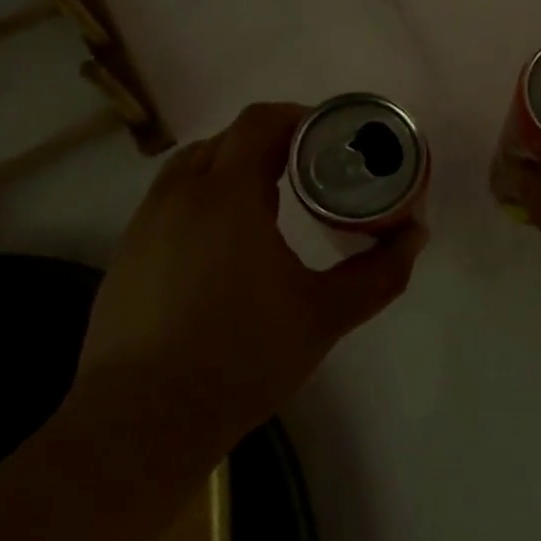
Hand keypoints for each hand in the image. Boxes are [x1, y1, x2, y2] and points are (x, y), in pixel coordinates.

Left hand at [79, 102, 426, 440]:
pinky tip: (222, 247)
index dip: (300, 118)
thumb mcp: (325, 315)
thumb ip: (379, 272)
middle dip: (270, 143)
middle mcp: (179, 195)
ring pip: (191, 168)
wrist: (142, 422)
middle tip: (309, 171)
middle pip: (227, 139)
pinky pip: (169, 203)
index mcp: (228, 194)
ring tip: (267, 202)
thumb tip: (415, 235)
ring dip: (231, 168)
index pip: (261, 121)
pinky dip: (201, 200)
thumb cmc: (241, 357)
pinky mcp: (125, 257)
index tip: (331, 138)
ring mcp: (144, 225)